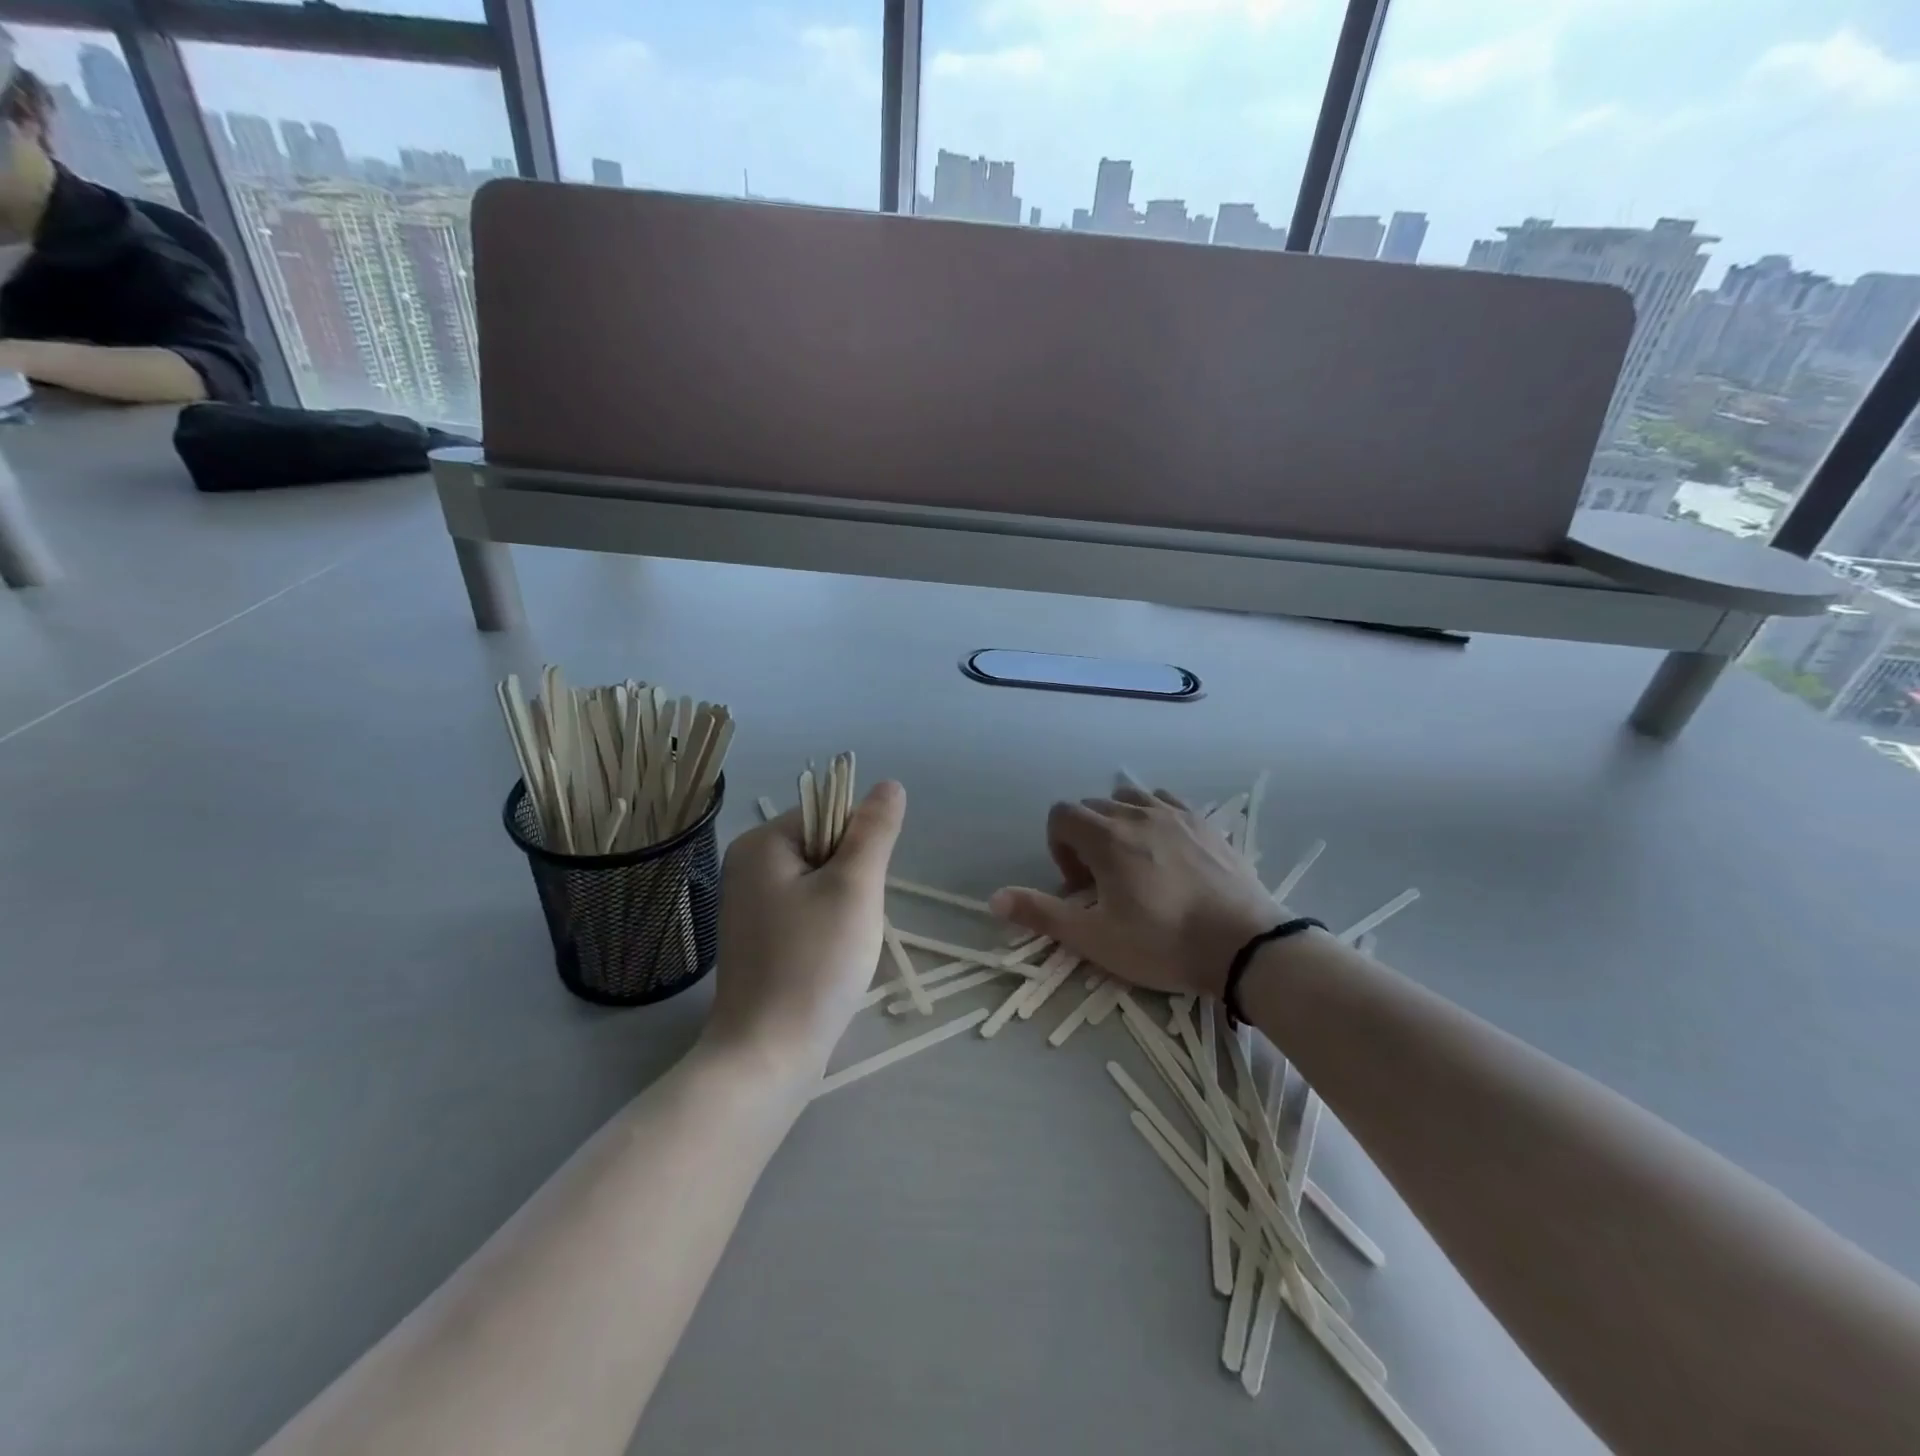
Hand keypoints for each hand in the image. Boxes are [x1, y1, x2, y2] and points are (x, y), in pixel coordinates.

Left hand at [703, 782, 906, 1087]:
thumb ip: (874, 831)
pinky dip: (829, 928)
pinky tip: (831, 959)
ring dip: (846, 906)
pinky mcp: (760, 938)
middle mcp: (748, 865)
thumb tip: (890, 785)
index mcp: (762, 843)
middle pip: (825, 847)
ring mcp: (750, 904)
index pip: (829, 813)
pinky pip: (808, 912)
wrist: (768, 1055)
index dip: (859, 845)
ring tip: (843, 944)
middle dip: (853, 879)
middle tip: (852, 921)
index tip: (861, 890)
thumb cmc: (814, 963)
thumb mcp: (855, 887)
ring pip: (822, 882)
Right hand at [990, 786, 1282, 997]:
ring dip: (1118, 823)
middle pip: (1092, 807)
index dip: (1058, 847)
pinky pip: (1165, 801)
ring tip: (1132, 862)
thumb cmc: (1163, 942)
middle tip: (1102, 883)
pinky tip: (1165, 849)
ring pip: (1129, 799)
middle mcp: (1136, 814)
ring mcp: (1174, 814)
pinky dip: (1152, 816)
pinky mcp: (1204, 822)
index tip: (1077, 885)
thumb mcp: (1095, 938)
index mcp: (1106, 837)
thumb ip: (1042, 914)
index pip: (1061, 815)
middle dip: (1085, 838)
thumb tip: (994, 899)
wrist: (1244, 944)